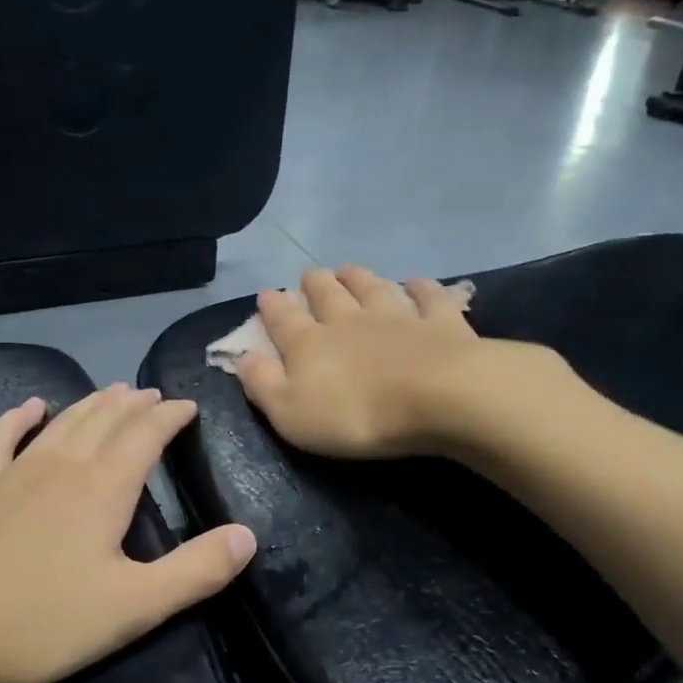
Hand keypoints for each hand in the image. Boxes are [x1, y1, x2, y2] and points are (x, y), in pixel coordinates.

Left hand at [0, 386, 255, 682]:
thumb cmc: (40, 625)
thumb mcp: (133, 608)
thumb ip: (196, 571)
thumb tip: (248, 535)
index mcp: (103, 488)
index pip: (146, 435)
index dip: (170, 417)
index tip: (187, 407)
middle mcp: (61, 465)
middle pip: (105, 420)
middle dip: (134, 405)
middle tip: (152, 395)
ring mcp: (11, 472)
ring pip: (62, 423)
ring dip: (91, 404)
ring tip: (112, 392)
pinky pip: (0, 438)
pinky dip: (18, 418)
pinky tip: (30, 407)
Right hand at [235, 266, 481, 458]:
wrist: (436, 398)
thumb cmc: (355, 415)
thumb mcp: (291, 413)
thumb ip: (263, 384)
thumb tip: (242, 357)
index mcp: (310, 344)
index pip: (284, 320)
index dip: (272, 307)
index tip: (266, 293)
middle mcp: (350, 321)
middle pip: (328, 295)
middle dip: (315, 284)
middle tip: (309, 274)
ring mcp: (397, 317)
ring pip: (373, 289)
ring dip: (359, 277)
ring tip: (348, 267)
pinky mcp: (441, 323)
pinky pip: (429, 298)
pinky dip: (421, 288)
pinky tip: (417, 282)